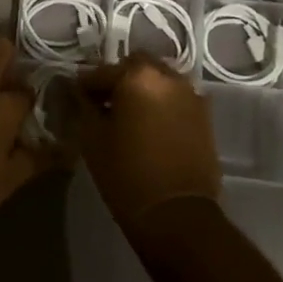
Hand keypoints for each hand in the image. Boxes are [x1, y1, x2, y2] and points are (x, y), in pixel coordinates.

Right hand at [76, 55, 220, 229]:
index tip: (77, 97)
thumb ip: (84, 106)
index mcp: (137, 77)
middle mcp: (168, 77)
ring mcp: (191, 95)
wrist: (177, 215)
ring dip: (143, 89)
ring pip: (160, 80)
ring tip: (130, 115)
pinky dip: (162, 104)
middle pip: (136, 66)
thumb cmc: (126, 174)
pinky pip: (177, 98)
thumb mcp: (92, 138)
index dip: (86, 84)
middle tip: (105, 103)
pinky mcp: (205, 116)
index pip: (102, 71)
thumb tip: (81, 92)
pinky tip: (151, 126)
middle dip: (119, 79)